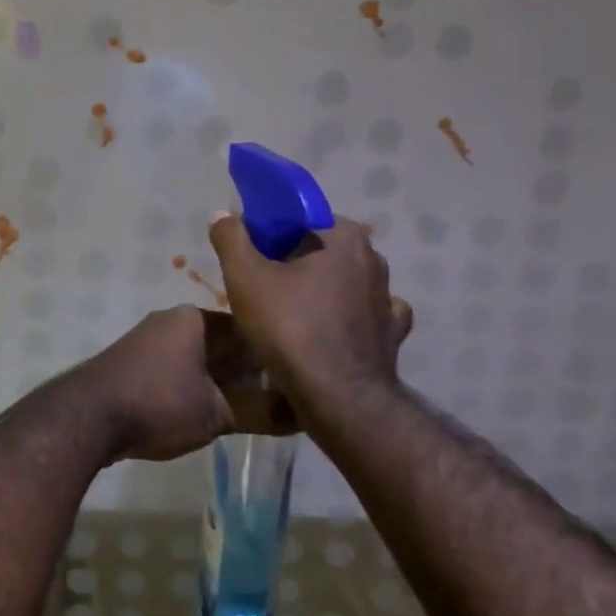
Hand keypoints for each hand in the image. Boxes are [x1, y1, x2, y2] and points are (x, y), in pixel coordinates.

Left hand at [69, 306, 298, 463]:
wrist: (88, 416)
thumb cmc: (159, 403)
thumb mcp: (217, 413)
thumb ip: (262, 412)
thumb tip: (305, 415)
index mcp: (195, 318)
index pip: (248, 329)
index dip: (274, 355)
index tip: (297, 381)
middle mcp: (172, 321)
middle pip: (224, 344)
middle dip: (250, 372)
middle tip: (282, 402)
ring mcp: (150, 341)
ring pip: (201, 359)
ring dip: (224, 383)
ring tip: (254, 412)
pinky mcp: (135, 364)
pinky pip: (179, 371)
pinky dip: (199, 388)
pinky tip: (214, 413)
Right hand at [207, 213, 412, 417]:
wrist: (338, 400)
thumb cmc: (290, 329)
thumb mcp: (245, 278)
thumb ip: (231, 238)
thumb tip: (222, 214)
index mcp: (344, 238)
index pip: (300, 220)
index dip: (270, 235)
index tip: (250, 258)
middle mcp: (375, 261)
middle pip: (321, 250)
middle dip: (293, 262)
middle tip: (261, 287)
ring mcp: (388, 299)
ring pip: (343, 282)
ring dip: (319, 290)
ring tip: (288, 314)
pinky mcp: (393, 334)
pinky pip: (364, 315)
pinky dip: (345, 318)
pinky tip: (326, 330)